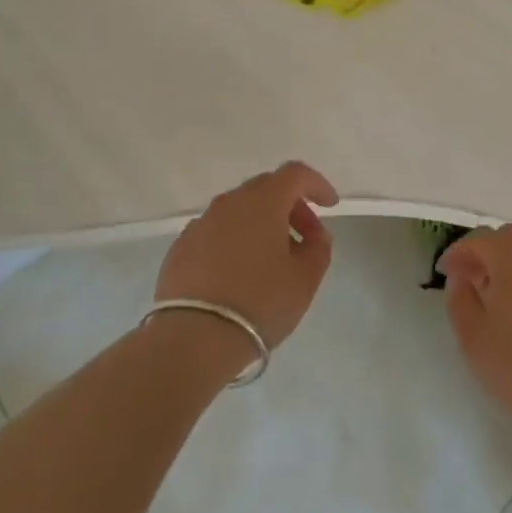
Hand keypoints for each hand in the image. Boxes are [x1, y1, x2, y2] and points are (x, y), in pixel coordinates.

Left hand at [155, 161, 339, 356]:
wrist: (193, 339)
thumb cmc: (260, 303)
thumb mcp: (305, 280)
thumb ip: (318, 249)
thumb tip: (315, 234)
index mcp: (263, 201)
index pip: (295, 173)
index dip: (317, 184)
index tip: (330, 206)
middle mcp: (230, 202)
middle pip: (267, 188)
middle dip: (291, 206)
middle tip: (304, 238)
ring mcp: (201, 223)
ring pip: (239, 210)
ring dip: (261, 225)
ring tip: (272, 261)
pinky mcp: (181, 247)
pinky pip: (216, 232)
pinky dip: (234, 241)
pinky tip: (238, 273)